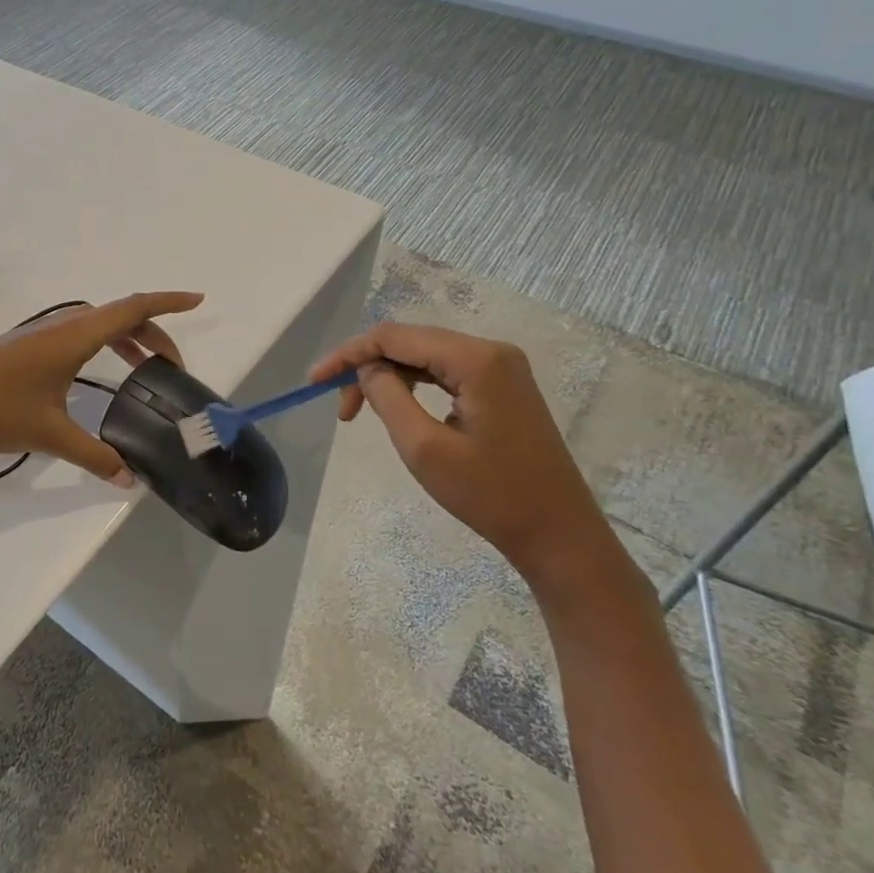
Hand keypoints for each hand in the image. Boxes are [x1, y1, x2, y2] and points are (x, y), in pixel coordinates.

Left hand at [0, 291, 203, 483]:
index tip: (198, 300)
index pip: (133, 308)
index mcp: (74, 336)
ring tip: (145, 370)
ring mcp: (41, 334)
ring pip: (97, 325)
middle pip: (119, 316)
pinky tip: (98, 374)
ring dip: (126, 339)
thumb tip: (128, 480)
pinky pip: (78, 335)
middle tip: (173, 367)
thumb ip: (94, 456)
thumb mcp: (50, 434)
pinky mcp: (26, 347)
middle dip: (153, 334)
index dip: (169, 303)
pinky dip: (102, 345)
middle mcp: (61, 326)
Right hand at [307, 323, 616, 587]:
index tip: (314, 381)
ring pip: (425, 355)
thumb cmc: (490, 495)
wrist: (559, 535)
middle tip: (340, 408)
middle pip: (409, 341)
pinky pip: (444, 371)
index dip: (349, 354)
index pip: (394, 337)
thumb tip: (367, 369)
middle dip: (366, 366)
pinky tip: (397, 406)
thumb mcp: (424, 448)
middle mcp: (490, 351)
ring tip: (359, 412)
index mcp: (475, 359)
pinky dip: (413, 384)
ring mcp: (501, 368)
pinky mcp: (503, 386)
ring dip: (387, 376)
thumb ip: (387, 397)